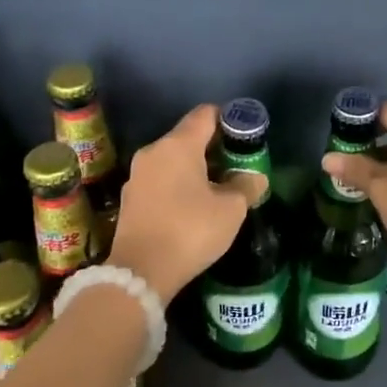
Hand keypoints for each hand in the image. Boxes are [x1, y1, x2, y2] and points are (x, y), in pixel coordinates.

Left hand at [108, 104, 248, 303]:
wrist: (140, 272)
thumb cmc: (190, 231)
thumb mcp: (231, 210)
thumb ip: (246, 186)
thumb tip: (255, 176)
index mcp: (178, 145)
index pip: (205, 114)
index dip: (228, 119)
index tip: (244, 136)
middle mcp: (154, 151)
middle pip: (188, 136)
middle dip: (213, 147)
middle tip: (236, 166)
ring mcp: (137, 174)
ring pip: (173, 159)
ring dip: (195, 168)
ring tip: (217, 188)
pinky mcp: (130, 197)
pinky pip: (160, 179)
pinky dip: (178, 184)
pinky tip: (193, 206)